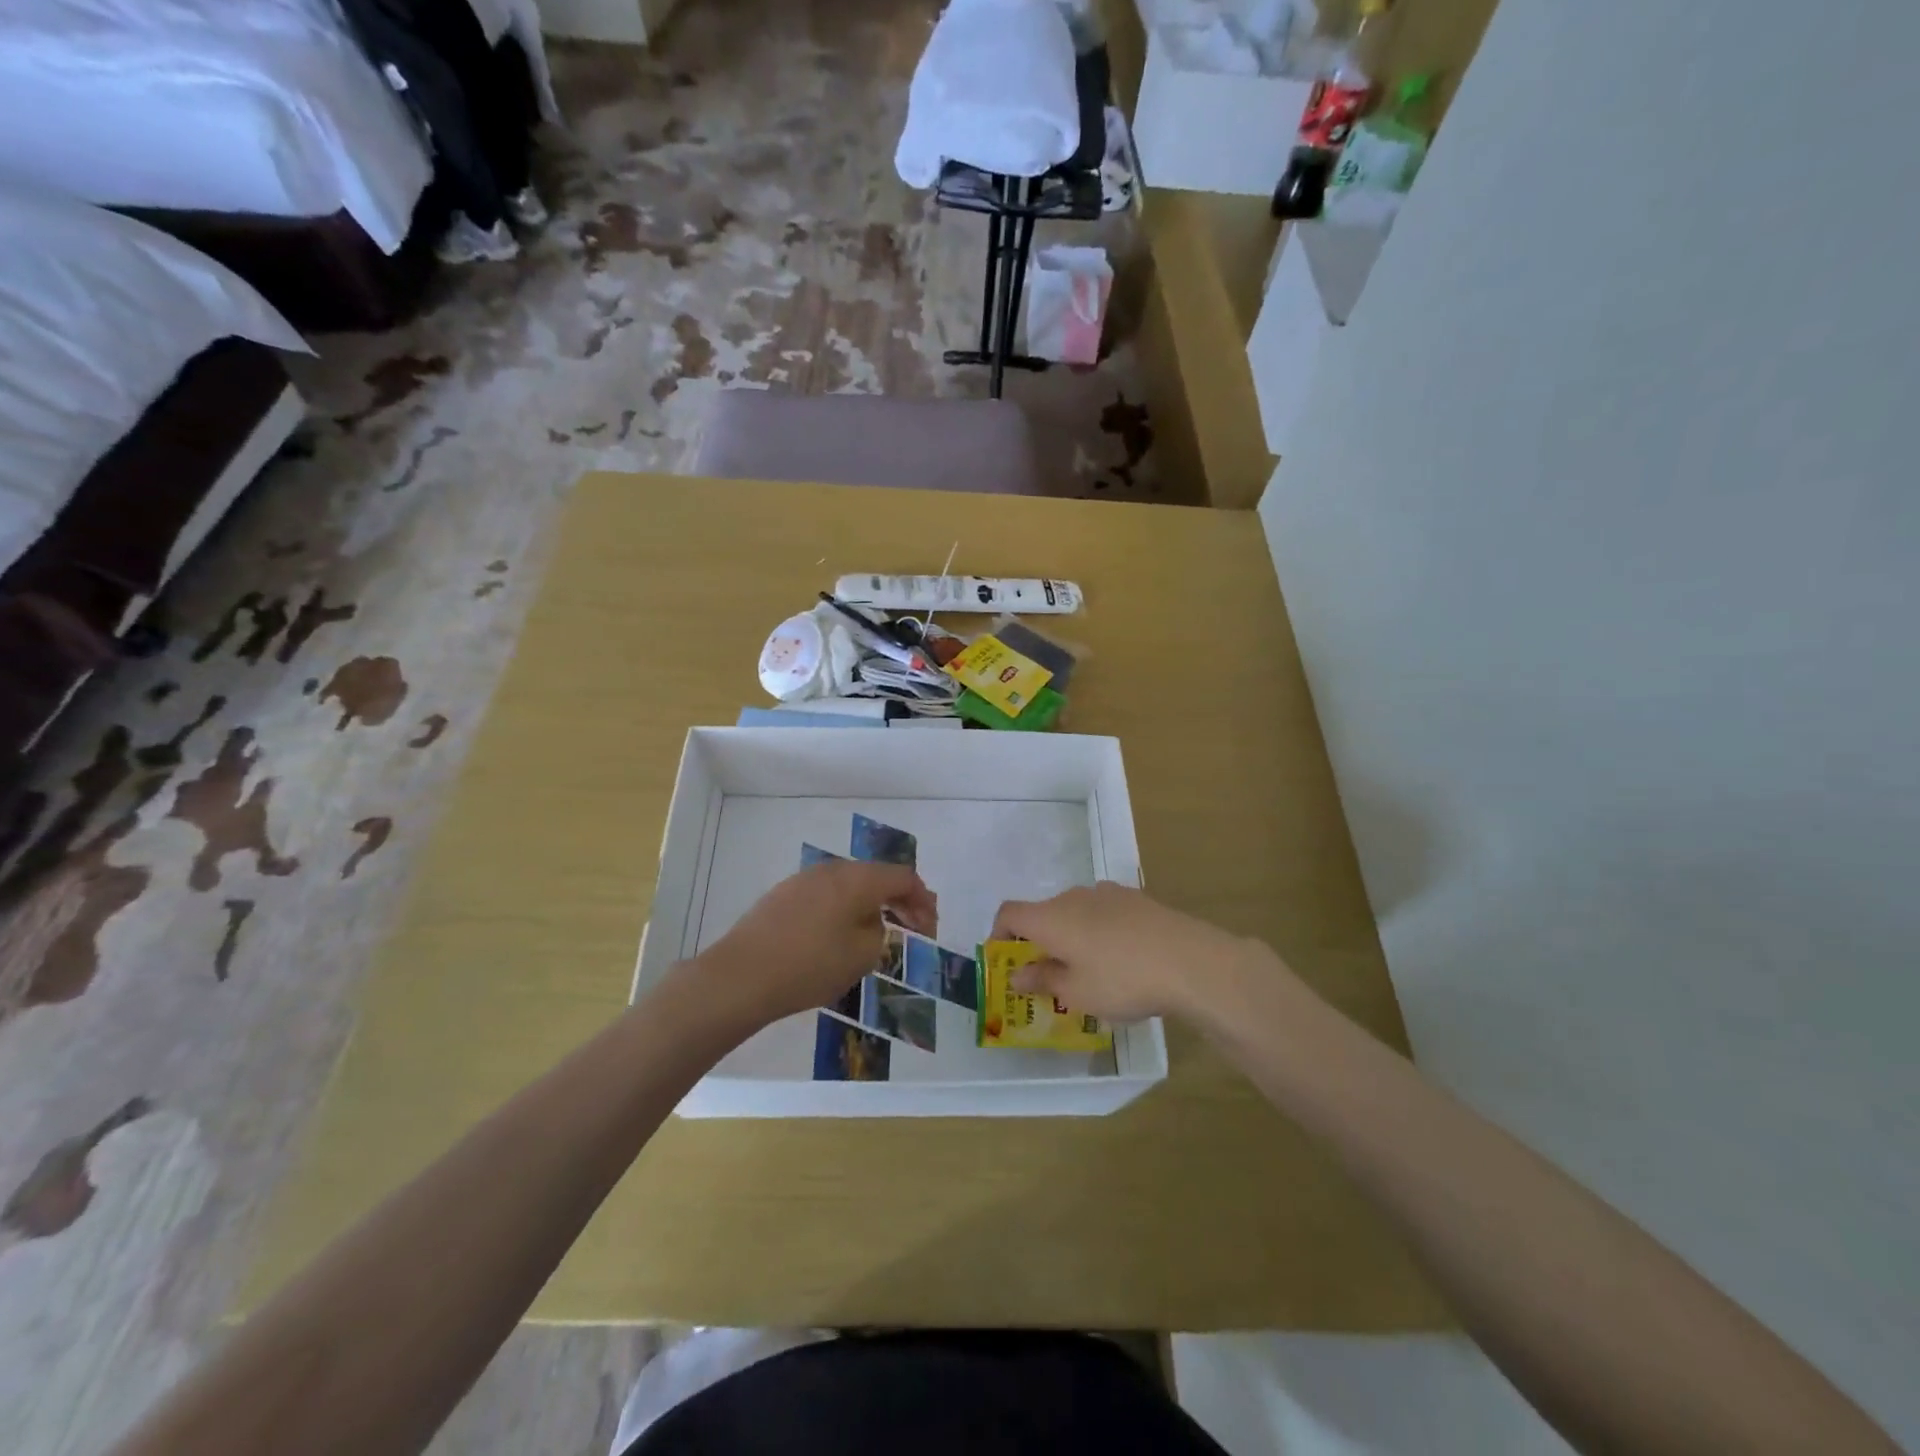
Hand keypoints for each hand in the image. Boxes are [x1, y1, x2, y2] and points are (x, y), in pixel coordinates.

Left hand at [685, 860, 937, 1032]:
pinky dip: (844, 910)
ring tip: (878, 932)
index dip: (923, 900)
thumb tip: (871, 922)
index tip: (930, 928)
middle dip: (899, 901)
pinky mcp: (783, 896)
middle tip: (914, 928)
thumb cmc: (810, 965)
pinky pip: (827, 896)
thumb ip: (879, 932)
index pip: (903, 877)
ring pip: (850, 886)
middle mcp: (832, 870)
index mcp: (858, 879)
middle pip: (876, 877)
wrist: (740, 977)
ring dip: (870, 905)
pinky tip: (841, 934)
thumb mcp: (861, 955)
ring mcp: (804, 880)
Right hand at [988, 882, 1269, 1022]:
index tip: (1006, 962)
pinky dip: (1099, 932)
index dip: (999, 935)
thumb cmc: (1123, 980)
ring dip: (1071, 937)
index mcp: (1052, 917)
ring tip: (1089, 972)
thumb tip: (1018, 974)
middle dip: (1039, 942)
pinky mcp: (1137, 899)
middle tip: (1050, 979)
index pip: (1009, 913)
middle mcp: (1074, 896)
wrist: (1191, 961)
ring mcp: (1108, 893)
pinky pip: (1103, 913)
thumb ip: (1043, 980)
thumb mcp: (1077, 993)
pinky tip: (1122, 960)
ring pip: (1076, 913)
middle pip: (1043, 913)